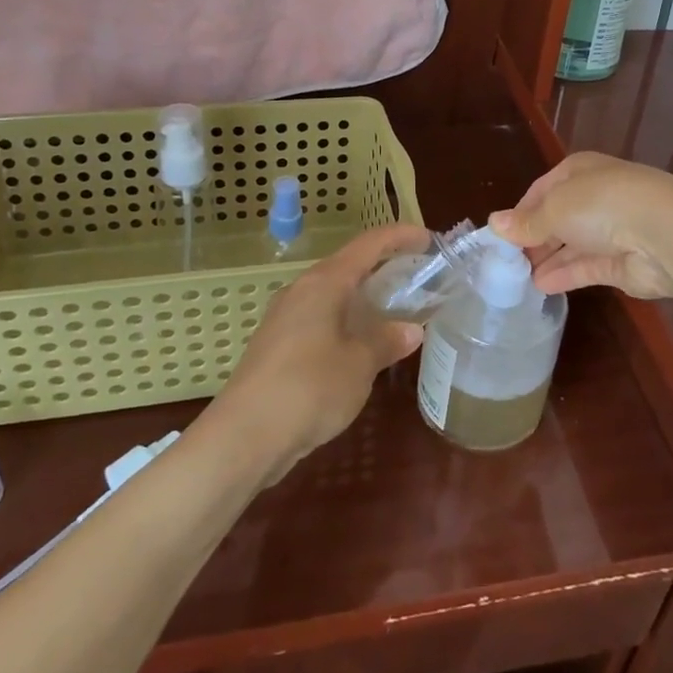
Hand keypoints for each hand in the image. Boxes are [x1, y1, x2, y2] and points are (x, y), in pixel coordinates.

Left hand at [207, 223, 428, 478]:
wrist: (244, 436)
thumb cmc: (309, 388)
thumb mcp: (359, 364)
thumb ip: (386, 341)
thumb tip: (411, 329)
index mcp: (324, 282)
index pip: (369, 244)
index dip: (400, 237)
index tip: (428, 240)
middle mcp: (302, 290)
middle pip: (348, 266)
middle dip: (383, 267)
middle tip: (417, 277)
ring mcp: (285, 317)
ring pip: (333, 294)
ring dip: (364, 297)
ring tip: (395, 311)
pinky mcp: (276, 345)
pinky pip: (320, 318)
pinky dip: (346, 321)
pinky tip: (361, 345)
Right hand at [490, 153, 672, 299]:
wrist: (664, 235)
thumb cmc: (602, 205)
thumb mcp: (554, 209)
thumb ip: (525, 223)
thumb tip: (494, 224)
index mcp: (578, 171)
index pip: (542, 189)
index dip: (520, 211)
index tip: (500, 235)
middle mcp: (594, 197)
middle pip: (556, 218)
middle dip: (532, 238)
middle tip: (505, 262)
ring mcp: (610, 231)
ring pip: (570, 244)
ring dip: (546, 259)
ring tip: (517, 279)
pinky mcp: (620, 263)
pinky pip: (584, 268)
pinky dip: (563, 275)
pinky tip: (540, 286)